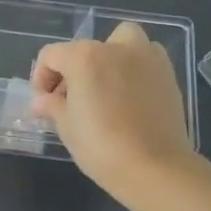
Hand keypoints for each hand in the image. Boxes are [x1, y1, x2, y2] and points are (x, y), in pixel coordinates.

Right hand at [31, 22, 197, 199]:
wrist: (155, 169)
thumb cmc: (101, 146)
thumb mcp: (67, 127)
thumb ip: (52, 106)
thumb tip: (42, 102)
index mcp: (85, 57)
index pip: (52, 55)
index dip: (41, 77)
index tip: (44, 102)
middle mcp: (117, 49)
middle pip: (87, 47)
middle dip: (75, 67)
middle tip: (72, 97)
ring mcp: (148, 59)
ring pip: (124, 42)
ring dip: (110, 58)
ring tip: (105, 90)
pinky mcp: (169, 76)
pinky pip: (145, 61)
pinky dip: (134, 71)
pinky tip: (128, 100)